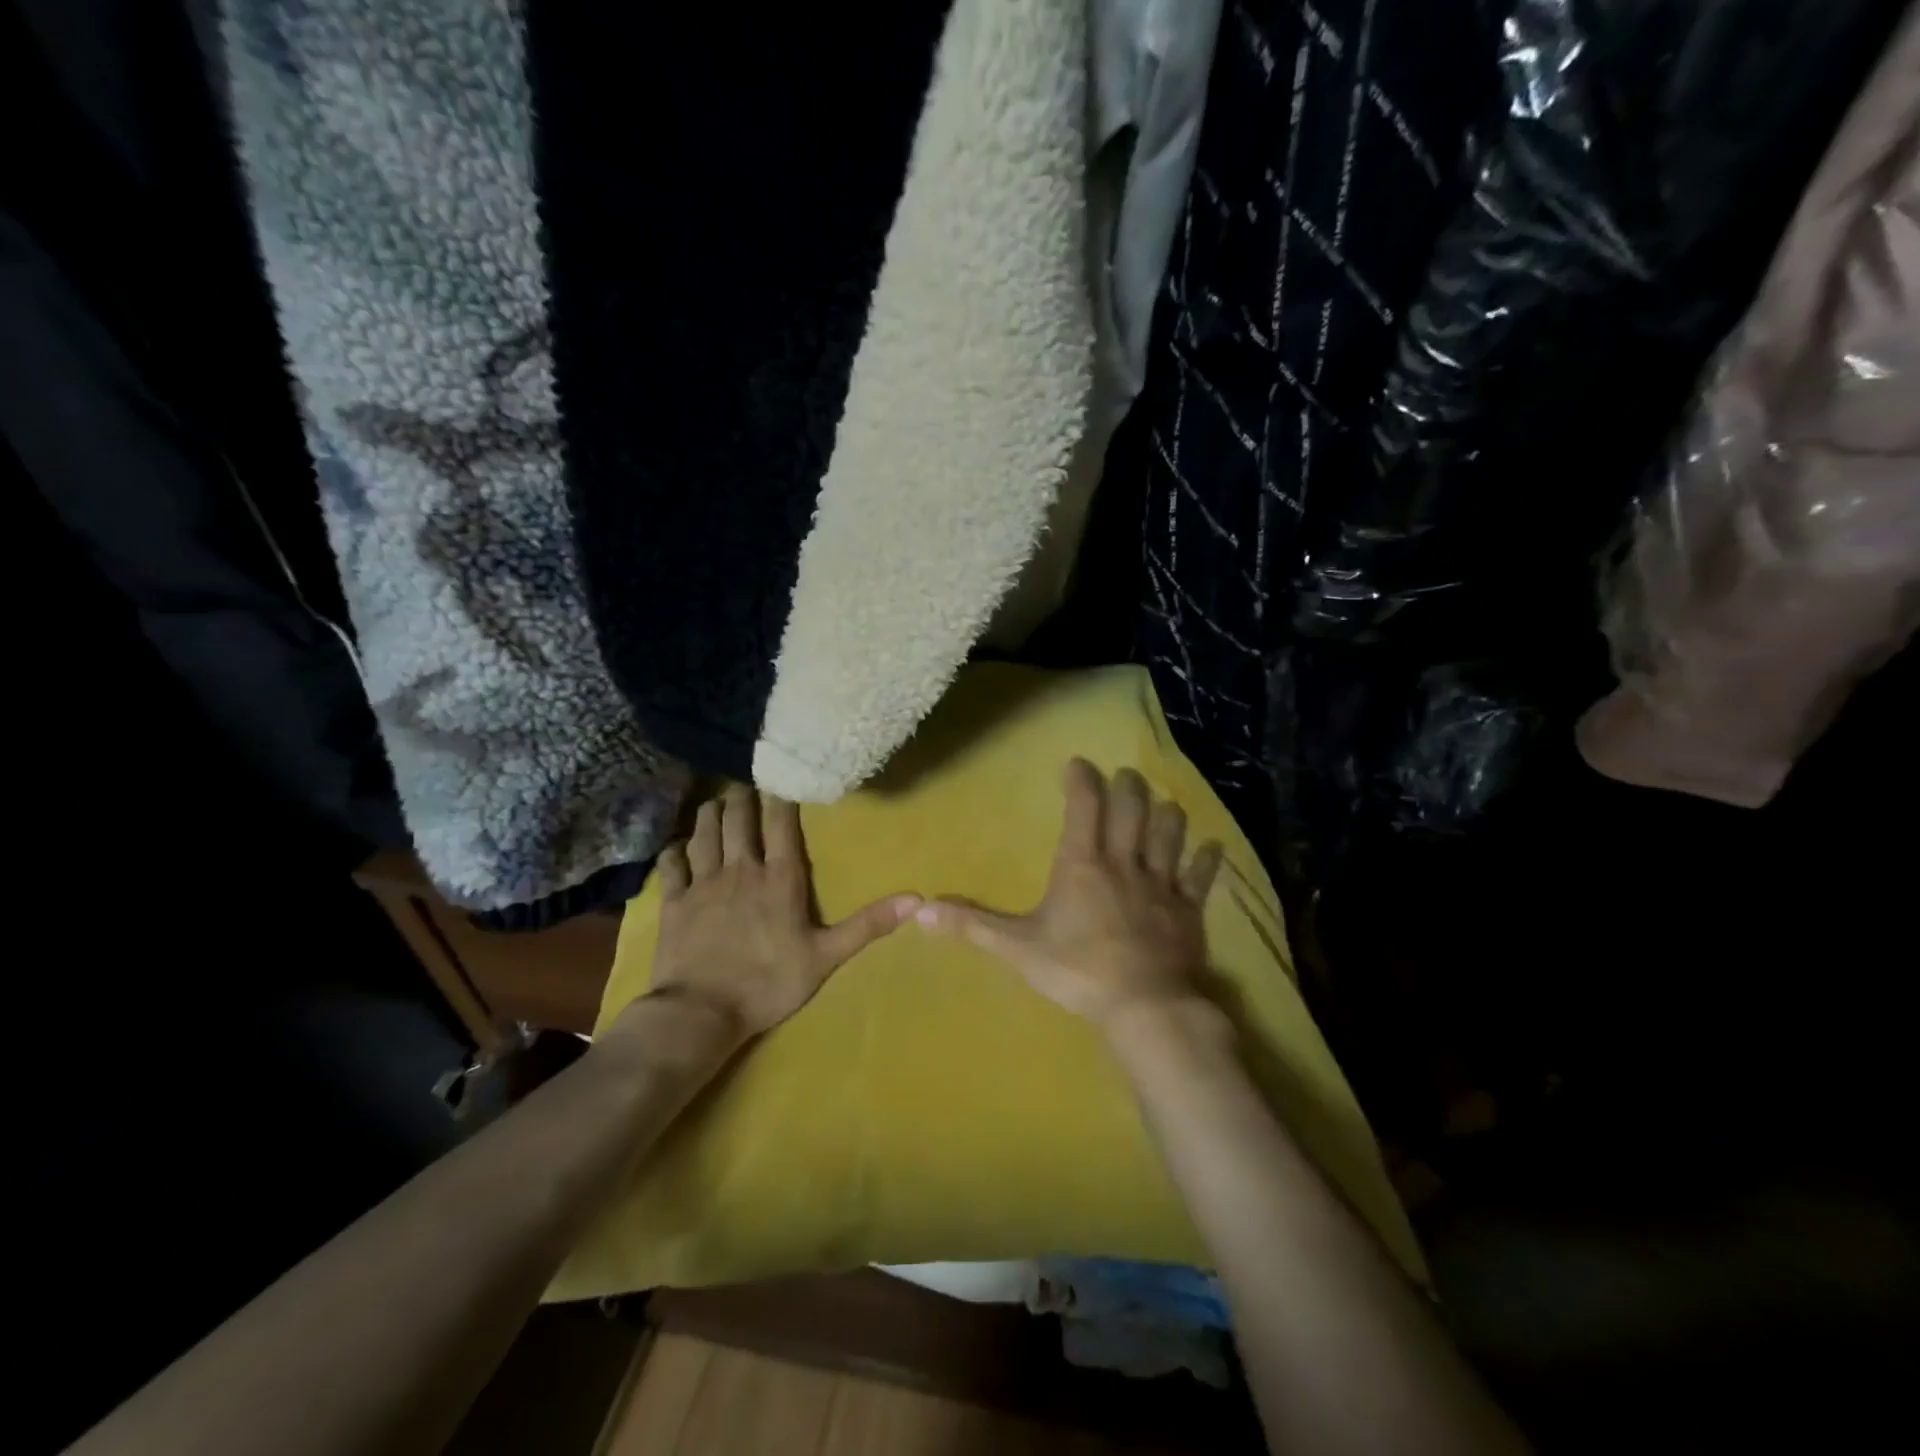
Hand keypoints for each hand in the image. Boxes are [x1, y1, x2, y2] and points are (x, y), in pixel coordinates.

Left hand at [648, 784, 919, 1038]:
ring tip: (715, 802)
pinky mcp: (675, 902)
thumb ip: (867, 925)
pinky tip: (677, 846)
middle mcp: (741, 870)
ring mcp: (704, 883)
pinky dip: (674, 851)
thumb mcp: (826, 957)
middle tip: (744, 786)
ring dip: (710, 814)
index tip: (780, 780)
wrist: (703, 1011)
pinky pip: (672, 865)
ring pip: (705, 834)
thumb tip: (916, 899)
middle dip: (742, 798)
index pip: (782, 825)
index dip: (781, 799)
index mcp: (779, 879)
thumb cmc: (769, 983)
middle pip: (739, 820)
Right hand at [916, 759, 1223, 1029]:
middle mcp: (1124, 862)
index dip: (1082, 780)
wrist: (1144, 1006)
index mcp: (1083, 864)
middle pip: (1132, 808)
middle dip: (1128, 786)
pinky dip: (1207, 859)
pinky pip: (1201, 876)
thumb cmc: (1077, 971)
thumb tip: (922, 909)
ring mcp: (1161, 884)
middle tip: (1125, 775)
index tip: (1078, 763)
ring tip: (1162, 803)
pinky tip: (1212, 847)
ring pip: (1169, 833)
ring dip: (1166, 813)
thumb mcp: (1018, 948)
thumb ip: (972, 925)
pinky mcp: (1188, 909)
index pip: (1084, 806)